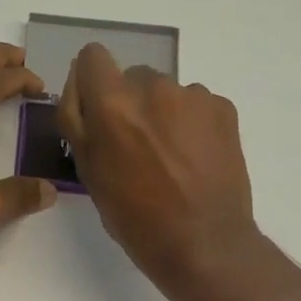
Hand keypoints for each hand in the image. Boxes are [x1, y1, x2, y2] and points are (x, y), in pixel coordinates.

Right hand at [57, 43, 259, 295]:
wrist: (204, 243)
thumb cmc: (135, 218)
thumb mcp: (88, 172)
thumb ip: (76, 121)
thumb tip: (77, 85)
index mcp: (112, 104)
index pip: (93, 56)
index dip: (91, 82)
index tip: (98, 111)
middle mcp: (154, 87)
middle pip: (132, 77)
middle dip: (129, 104)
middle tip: (136, 148)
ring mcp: (194, 95)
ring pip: (166, 92)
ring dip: (163, 114)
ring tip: (170, 159)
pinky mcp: (224, 108)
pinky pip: (197, 105)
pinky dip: (192, 125)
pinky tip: (195, 160)